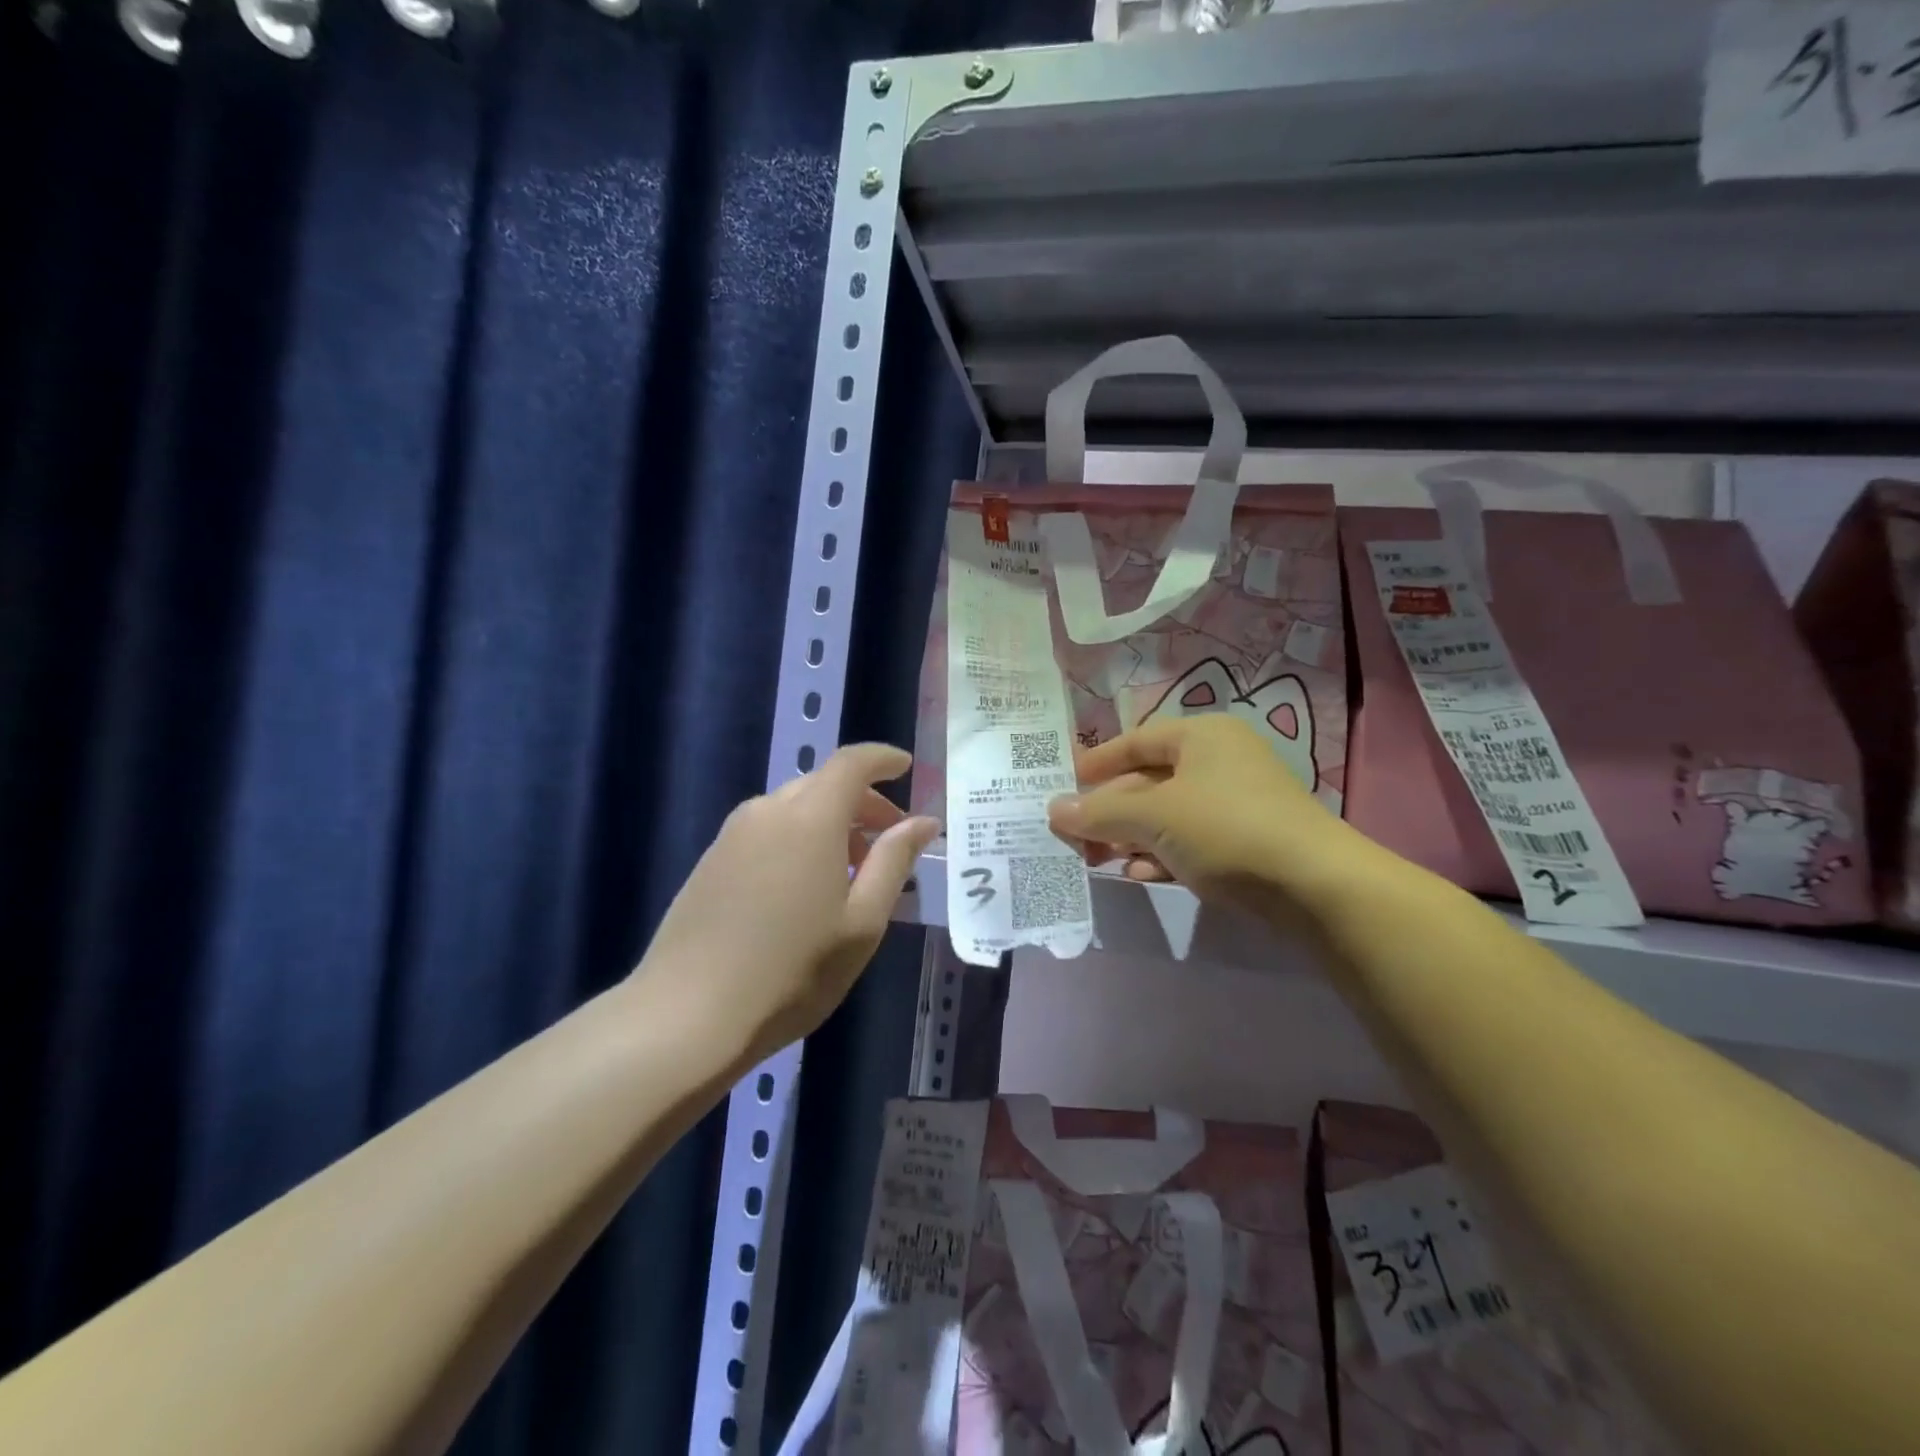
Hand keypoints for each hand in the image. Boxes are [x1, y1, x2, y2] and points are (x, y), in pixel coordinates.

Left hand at [636, 744, 939, 1065]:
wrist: (687, 1015)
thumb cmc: (792, 970)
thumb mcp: (862, 921)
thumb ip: (894, 861)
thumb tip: (923, 822)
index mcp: (810, 817)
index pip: (852, 762)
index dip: (883, 759)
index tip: (907, 768)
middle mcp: (768, 811)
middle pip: (823, 783)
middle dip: (863, 802)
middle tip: (890, 841)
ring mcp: (732, 834)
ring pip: (794, 807)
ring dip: (831, 823)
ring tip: (852, 871)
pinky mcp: (711, 860)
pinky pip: (768, 830)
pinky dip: (799, 839)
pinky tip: (806, 887)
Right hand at [1047, 714, 1374, 916]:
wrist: (1316, 887)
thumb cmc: (1226, 829)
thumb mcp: (1154, 817)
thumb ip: (1100, 813)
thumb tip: (1053, 810)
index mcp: (1202, 736)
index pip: (1137, 741)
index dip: (1098, 762)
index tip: (1064, 784)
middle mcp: (1221, 761)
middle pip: (1149, 781)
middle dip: (1110, 811)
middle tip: (1075, 836)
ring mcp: (1238, 802)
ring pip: (1169, 815)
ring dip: (1131, 836)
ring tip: (1098, 860)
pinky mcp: (1248, 841)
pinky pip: (1192, 841)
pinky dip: (1162, 854)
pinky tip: (1139, 875)